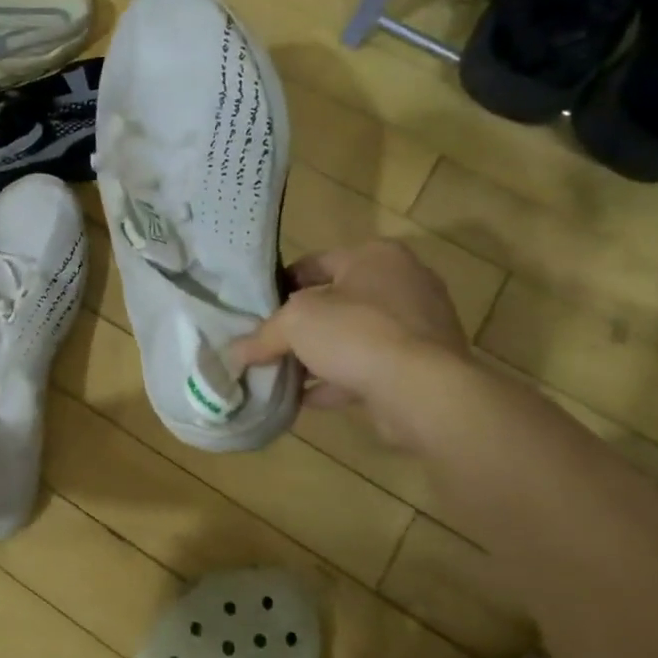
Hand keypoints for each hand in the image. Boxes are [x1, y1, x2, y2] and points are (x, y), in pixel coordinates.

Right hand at [230, 241, 467, 441]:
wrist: (424, 391)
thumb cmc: (357, 334)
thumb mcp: (295, 324)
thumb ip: (263, 335)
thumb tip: (234, 352)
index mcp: (376, 257)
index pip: (316, 263)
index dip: (281, 285)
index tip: (256, 310)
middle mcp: (403, 284)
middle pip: (335, 302)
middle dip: (300, 326)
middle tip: (268, 344)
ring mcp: (417, 327)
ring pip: (352, 338)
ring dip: (318, 357)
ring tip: (281, 375)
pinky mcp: (422, 366)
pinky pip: (369, 368)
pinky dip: (338, 381)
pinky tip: (305, 400)